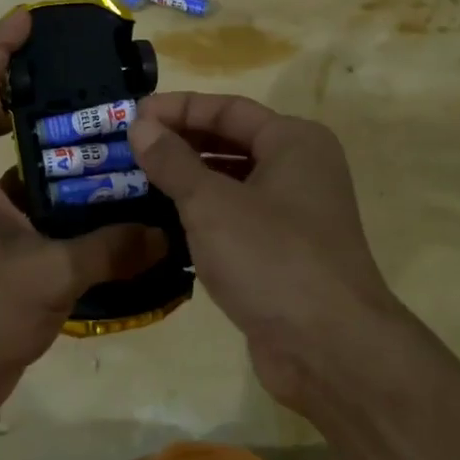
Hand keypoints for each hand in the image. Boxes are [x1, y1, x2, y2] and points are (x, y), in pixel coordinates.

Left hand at [0, 10, 164, 422]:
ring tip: (116, 139)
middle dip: (41, 96)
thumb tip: (165, 232)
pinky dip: (68, 202)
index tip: (29, 19)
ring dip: (61, 154)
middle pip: (2, 120)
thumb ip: (109, 249)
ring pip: (25, 168)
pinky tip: (111, 205)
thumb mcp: (47, 274)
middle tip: (93, 83)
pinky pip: (37, 209)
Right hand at [127, 93, 406, 408]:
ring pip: (231, 182)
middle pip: (230, 142)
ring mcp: (293, 214)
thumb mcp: (211, 204)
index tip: (133, 116)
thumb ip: (172, 161)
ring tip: (137, 181)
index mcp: (294, 142)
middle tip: (130, 148)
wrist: (330, 350)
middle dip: (180, 143)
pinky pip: (235, 218)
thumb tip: (140, 124)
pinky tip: (164, 222)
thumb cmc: (272, 258)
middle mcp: (299, 169)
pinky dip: (202, 215)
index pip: (228, 108)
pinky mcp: (283, 253)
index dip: (178, 109)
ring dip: (187, 180)